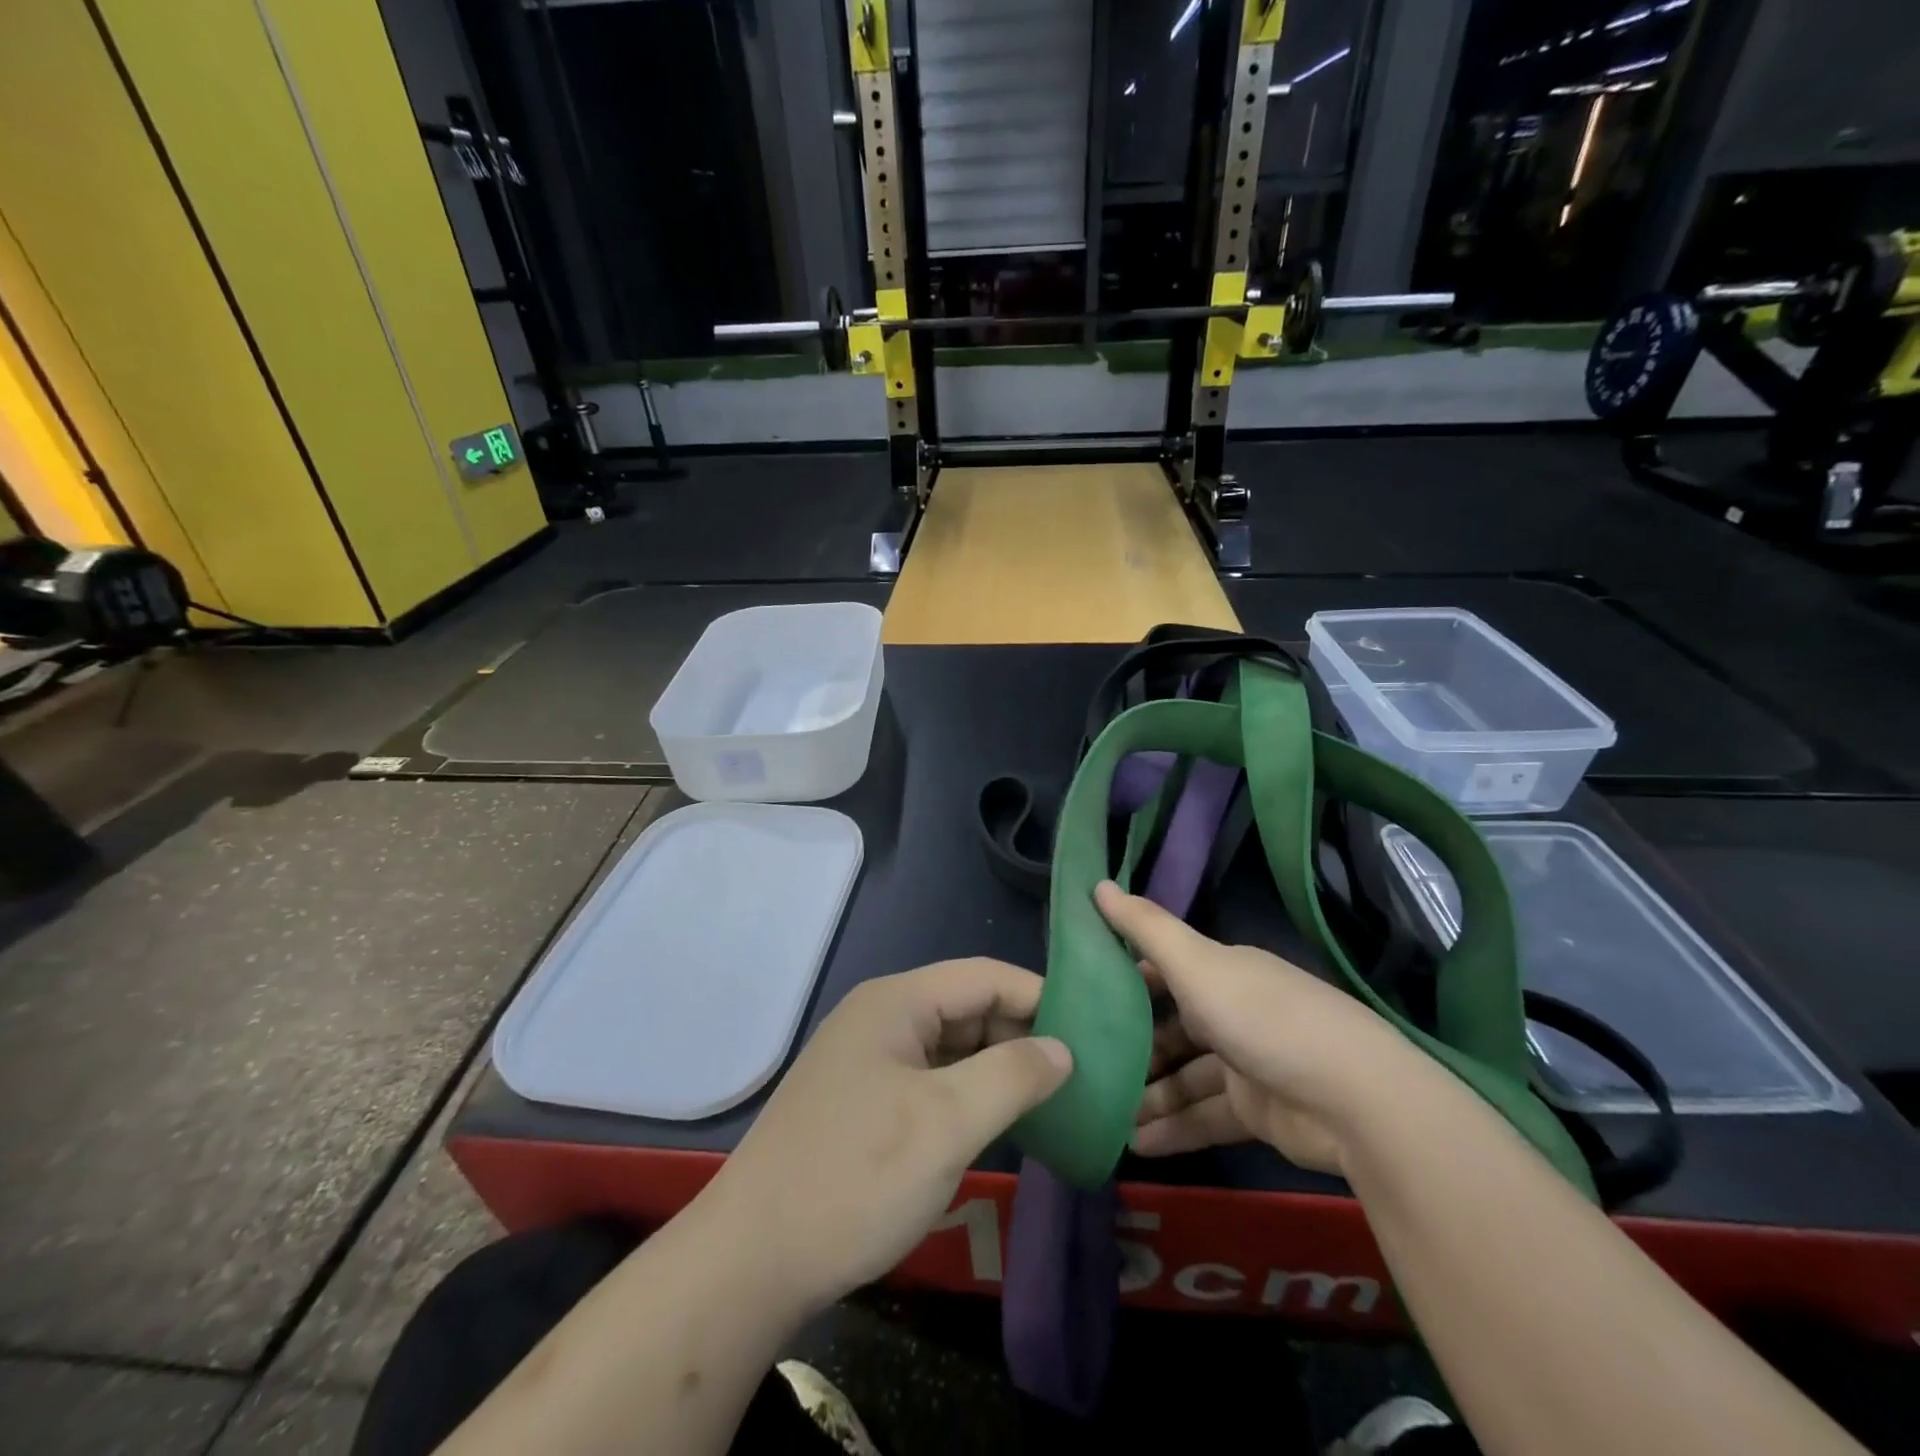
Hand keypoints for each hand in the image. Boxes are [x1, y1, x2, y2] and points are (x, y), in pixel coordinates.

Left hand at [697, 958, 1070, 1311]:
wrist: (751, 1261)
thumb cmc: (855, 1178)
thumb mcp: (946, 1124)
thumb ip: (1012, 1076)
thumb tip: (1062, 1049)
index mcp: (896, 1002)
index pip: (984, 976)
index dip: (1040, 997)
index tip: (1091, 1032)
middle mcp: (881, 1019)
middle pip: (968, 1008)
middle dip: (1022, 1036)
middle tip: (1080, 1074)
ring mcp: (869, 1061)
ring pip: (951, 1048)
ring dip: (998, 1069)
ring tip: (1054, 1099)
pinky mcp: (864, 1102)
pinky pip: (931, 1081)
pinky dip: (969, 1096)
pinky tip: (1001, 1124)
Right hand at [1095, 881, 1412, 1173]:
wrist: (1355, 1100)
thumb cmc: (1262, 1018)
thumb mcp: (1196, 965)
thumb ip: (1145, 928)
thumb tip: (1096, 884)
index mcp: (1222, 971)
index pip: (1165, 969)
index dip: (1127, 980)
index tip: (1085, 996)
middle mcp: (1233, 1011)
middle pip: (1172, 1027)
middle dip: (1133, 1047)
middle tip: (1087, 1065)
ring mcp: (1247, 1063)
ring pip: (1184, 1077)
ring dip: (1148, 1094)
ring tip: (1103, 1113)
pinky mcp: (1258, 1112)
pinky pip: (1204, 1117)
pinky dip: (1173, 1129)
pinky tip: (1136, 1144)